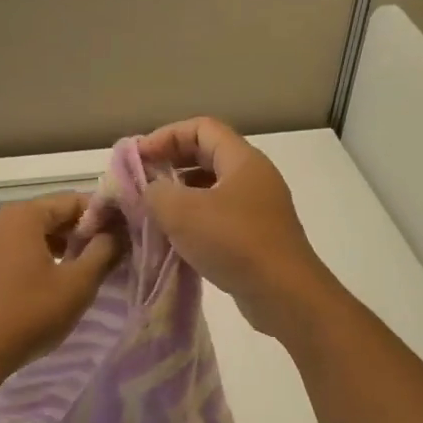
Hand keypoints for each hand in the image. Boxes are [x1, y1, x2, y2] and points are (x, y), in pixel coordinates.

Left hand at [0, 193, 123, 378]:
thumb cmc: (30, 314)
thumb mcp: (77, 284)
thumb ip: (103, 252)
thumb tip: (116, 233)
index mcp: (23, 215)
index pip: (73, 201)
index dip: (102, 217)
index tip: (122, 237)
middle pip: (50, 216)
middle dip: (80, 234)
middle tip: (107, 257)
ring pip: (31, 236)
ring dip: (59, 248)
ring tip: (81, 273)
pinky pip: (13, 253)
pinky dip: (35, 260)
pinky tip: (47, 287)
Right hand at [137, 117, 336, 338]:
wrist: (284, 294)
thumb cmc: (233, 242)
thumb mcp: (182, 212)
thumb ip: (155, 192)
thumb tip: (149, 189)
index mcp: (242, 159)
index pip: (201, 128)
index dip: (166, 135)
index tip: (139, 157)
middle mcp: (254, 177)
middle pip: (207, 154)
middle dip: (171, 163)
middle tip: (141, 181)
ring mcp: (258, 207)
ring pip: (212, 187)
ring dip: (180, 193)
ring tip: (153, 210)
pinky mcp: (257, 236)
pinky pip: (220, 215)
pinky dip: (195, 218)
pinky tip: (175, 238)